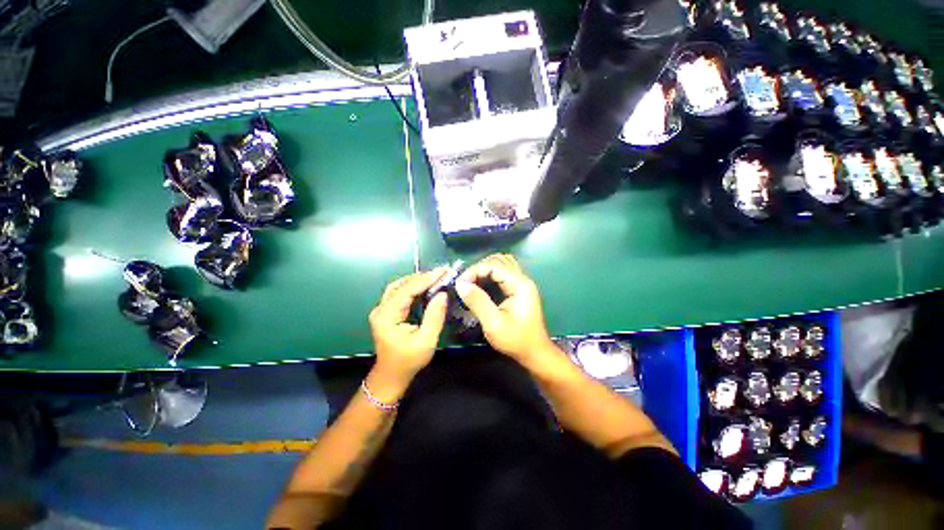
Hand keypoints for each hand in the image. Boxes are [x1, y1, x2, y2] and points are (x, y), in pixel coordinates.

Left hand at [369, 267, 448, 384]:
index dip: (426, 279)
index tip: (444, 271)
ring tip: (436, 277)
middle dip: (423, 277)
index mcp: (387, 316)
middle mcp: (381, 308)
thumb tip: (443, 293)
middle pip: (402, 285)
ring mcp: (382, 309)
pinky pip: (400, 292)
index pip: (407, 290)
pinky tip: (426, 285)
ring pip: (400, 286)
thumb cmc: (409, 361)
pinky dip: (414, 286)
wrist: (392, 375)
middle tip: (442, 272)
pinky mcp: (387, 311)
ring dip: (418, 280)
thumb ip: (434, 316)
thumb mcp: (426, 341)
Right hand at [456, 254, 554, 363]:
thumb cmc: (515, 340)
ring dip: (486, 269)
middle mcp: (522, 279)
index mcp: (519, 284)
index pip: (494, 265)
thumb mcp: (493, 323)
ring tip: (472, 281)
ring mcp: (522, 284)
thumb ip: (477, 301)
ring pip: (502, 264)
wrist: (535, 353)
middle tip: (466, 282)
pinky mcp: (519, 290)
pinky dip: (491, 274)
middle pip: (499, 260)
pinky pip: (504, 274)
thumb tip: (460, 284)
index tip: (460, 283)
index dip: (475, 270)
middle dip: (480, 267)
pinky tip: (482, 284)